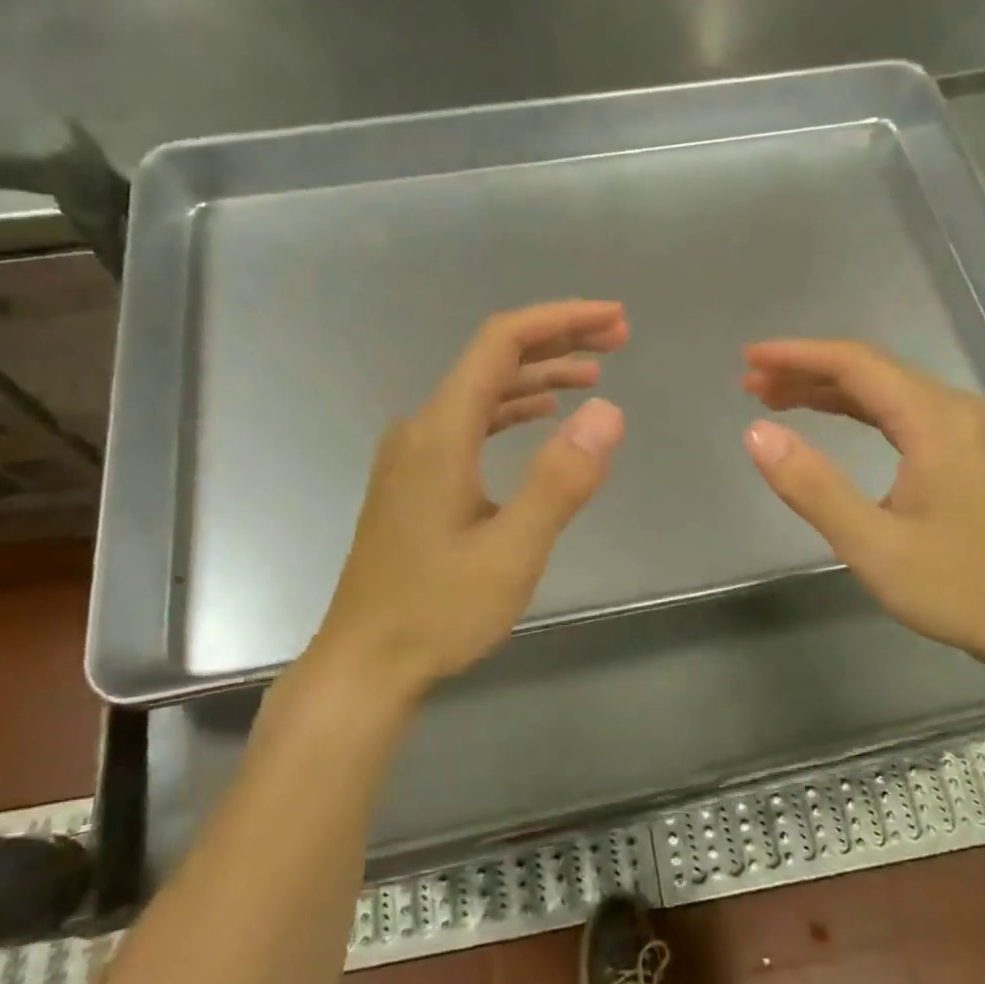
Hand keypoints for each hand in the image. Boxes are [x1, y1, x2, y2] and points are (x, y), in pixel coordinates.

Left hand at [308, 301, 627, 695]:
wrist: (365, 663)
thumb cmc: (437, 611)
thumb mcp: (513, 551)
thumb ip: (561, 480)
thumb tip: (608, 411)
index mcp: (441, 433)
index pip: (501, 343)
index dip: (561, 321)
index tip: (614, 320)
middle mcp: (422, 429)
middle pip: (493, 360)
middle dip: (557, 342)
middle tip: (618, 339)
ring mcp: (415, 455)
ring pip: (482, 393)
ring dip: (539, 377)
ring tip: (594, 375)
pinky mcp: (417, 481)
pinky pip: (471, 424)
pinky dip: (513, 410)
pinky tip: (542, 418)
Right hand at [742, 339, 984, 676]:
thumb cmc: (958, 587)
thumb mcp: (873, 545)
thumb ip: (813, 487)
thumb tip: (756, 433)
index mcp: (935, 420)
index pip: (855, 364)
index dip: (796, 356)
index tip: (749, 358)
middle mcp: (954, 410)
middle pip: (870, 370)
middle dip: (806, 370)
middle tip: (750, 383)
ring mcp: (966, 430)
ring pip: (886, 391)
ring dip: (828, 390)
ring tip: (774, 398)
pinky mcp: (967, 452)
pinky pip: (902, 413)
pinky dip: (857, 410)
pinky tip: (830, 419)